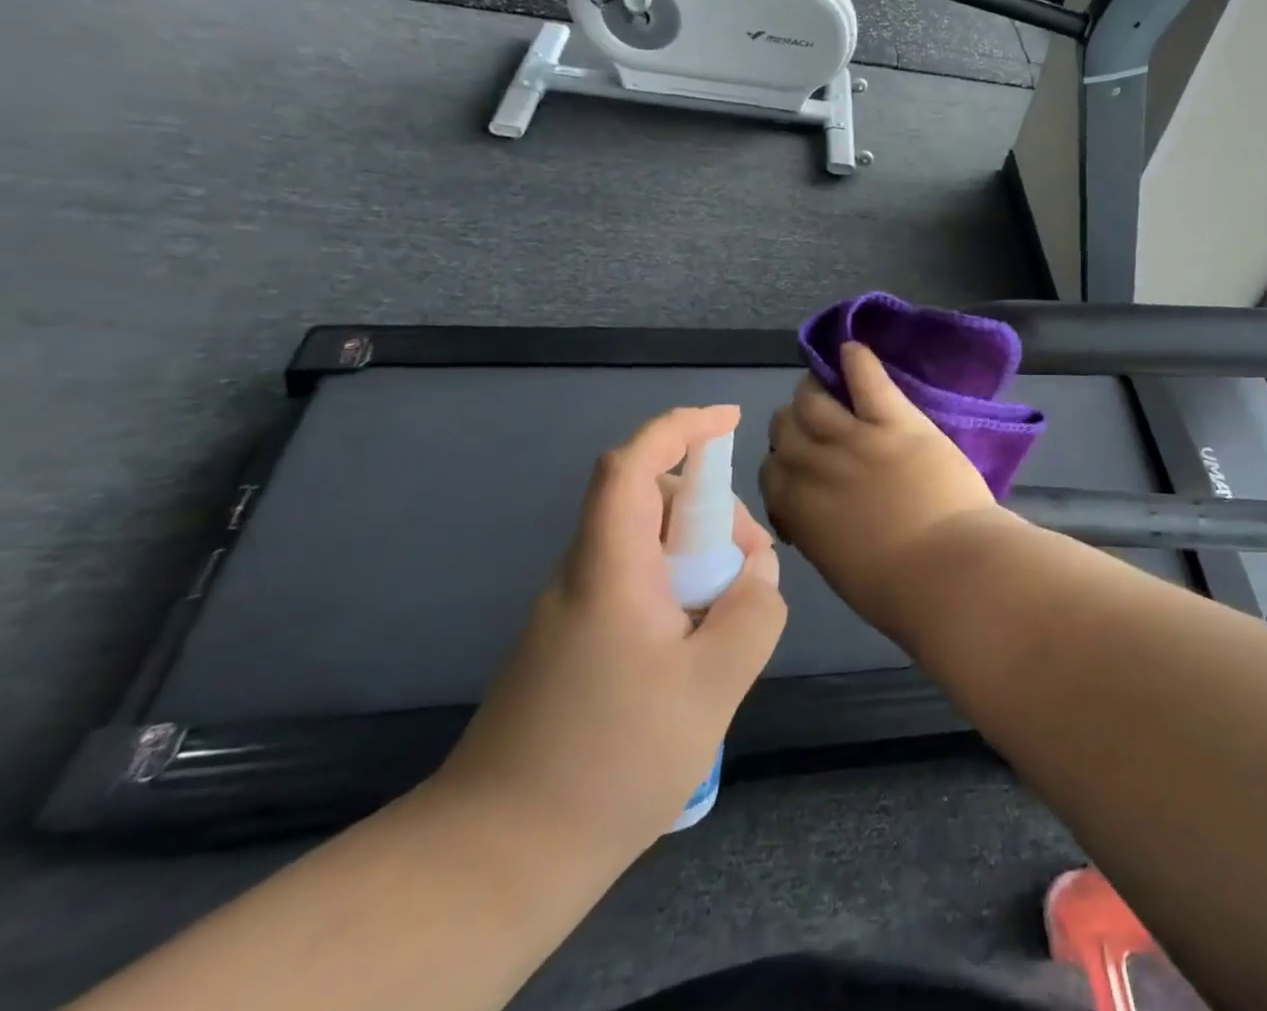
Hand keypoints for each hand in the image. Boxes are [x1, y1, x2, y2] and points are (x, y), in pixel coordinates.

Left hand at [434, 406, 785, 868]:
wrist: (496, 859)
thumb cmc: (611, 761)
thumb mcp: (713, 685)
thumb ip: (753, 612)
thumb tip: (756, 574)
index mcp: (609, 569)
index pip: (632, 465)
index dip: (680, 427)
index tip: (730, 420)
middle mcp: (583, 575)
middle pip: (648, 501)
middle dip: (710, 511)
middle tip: (752, 567)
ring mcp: (572, 611)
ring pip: (644, 545)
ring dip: (697, 556)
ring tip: (732, 617)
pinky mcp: (571, 644)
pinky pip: (634, 585)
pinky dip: (677, 589)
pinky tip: (697, 650)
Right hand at [761, 342, 998, 633]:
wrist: (948, 572)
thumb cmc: (898, 590)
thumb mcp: (839, 567)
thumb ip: (821, 532)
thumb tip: (821, 519)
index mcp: (798, 510)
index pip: (770, 470)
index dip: (782, 462)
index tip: (800, 467)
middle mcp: (814, 466)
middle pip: (785, 426)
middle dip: (794, 423)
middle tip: (816, 423)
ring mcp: (854, 438)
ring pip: (813, 399)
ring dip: (816, 389)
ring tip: (828, 384)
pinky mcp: (894, 421)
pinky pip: (867, 379)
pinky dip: (857, 359)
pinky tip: (853, 349)